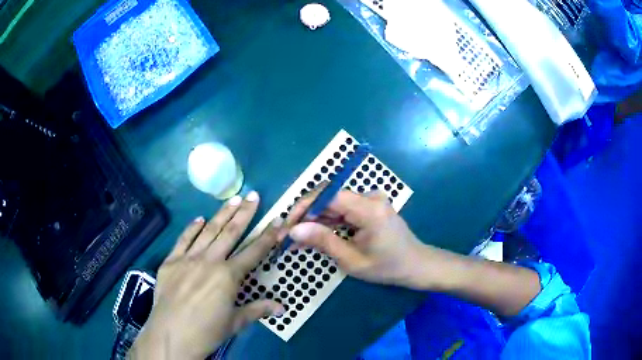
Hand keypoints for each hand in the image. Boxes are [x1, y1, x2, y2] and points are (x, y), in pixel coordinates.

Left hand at [130, 192, 284, 359]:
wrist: (171, 335)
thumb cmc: (207, 331)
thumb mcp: (235, 322)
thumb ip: (258, 310)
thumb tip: (282, 307)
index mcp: (228, 276)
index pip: (253, 252)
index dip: (268, 236)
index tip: (277, 219)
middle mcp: (210, 261)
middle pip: (230, 233)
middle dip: (244, 213)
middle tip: (253, 195)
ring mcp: (188, 259)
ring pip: (208, 231)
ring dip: (221, 214)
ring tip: (232, 199)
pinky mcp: (171, 261)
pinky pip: (183, 240)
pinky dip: (192, 228)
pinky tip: (199, 218)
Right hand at [287, 188, 449, 289]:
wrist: (416, 265)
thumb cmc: (387, 267)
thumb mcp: (352, 260)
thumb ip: (323, 241)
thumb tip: (293, 230)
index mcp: (368, 208)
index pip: (327, 195)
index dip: (303, 207)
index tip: (286, 225)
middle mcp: (369, 197)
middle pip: (328, 198)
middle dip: (305, 215)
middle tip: (286, 235)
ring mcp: (370, 200)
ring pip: (332, 204)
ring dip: (313, 220)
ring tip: (294, 239)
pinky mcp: (368, 206)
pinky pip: (342, 210)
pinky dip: (327, 222)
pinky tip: (312, 235)